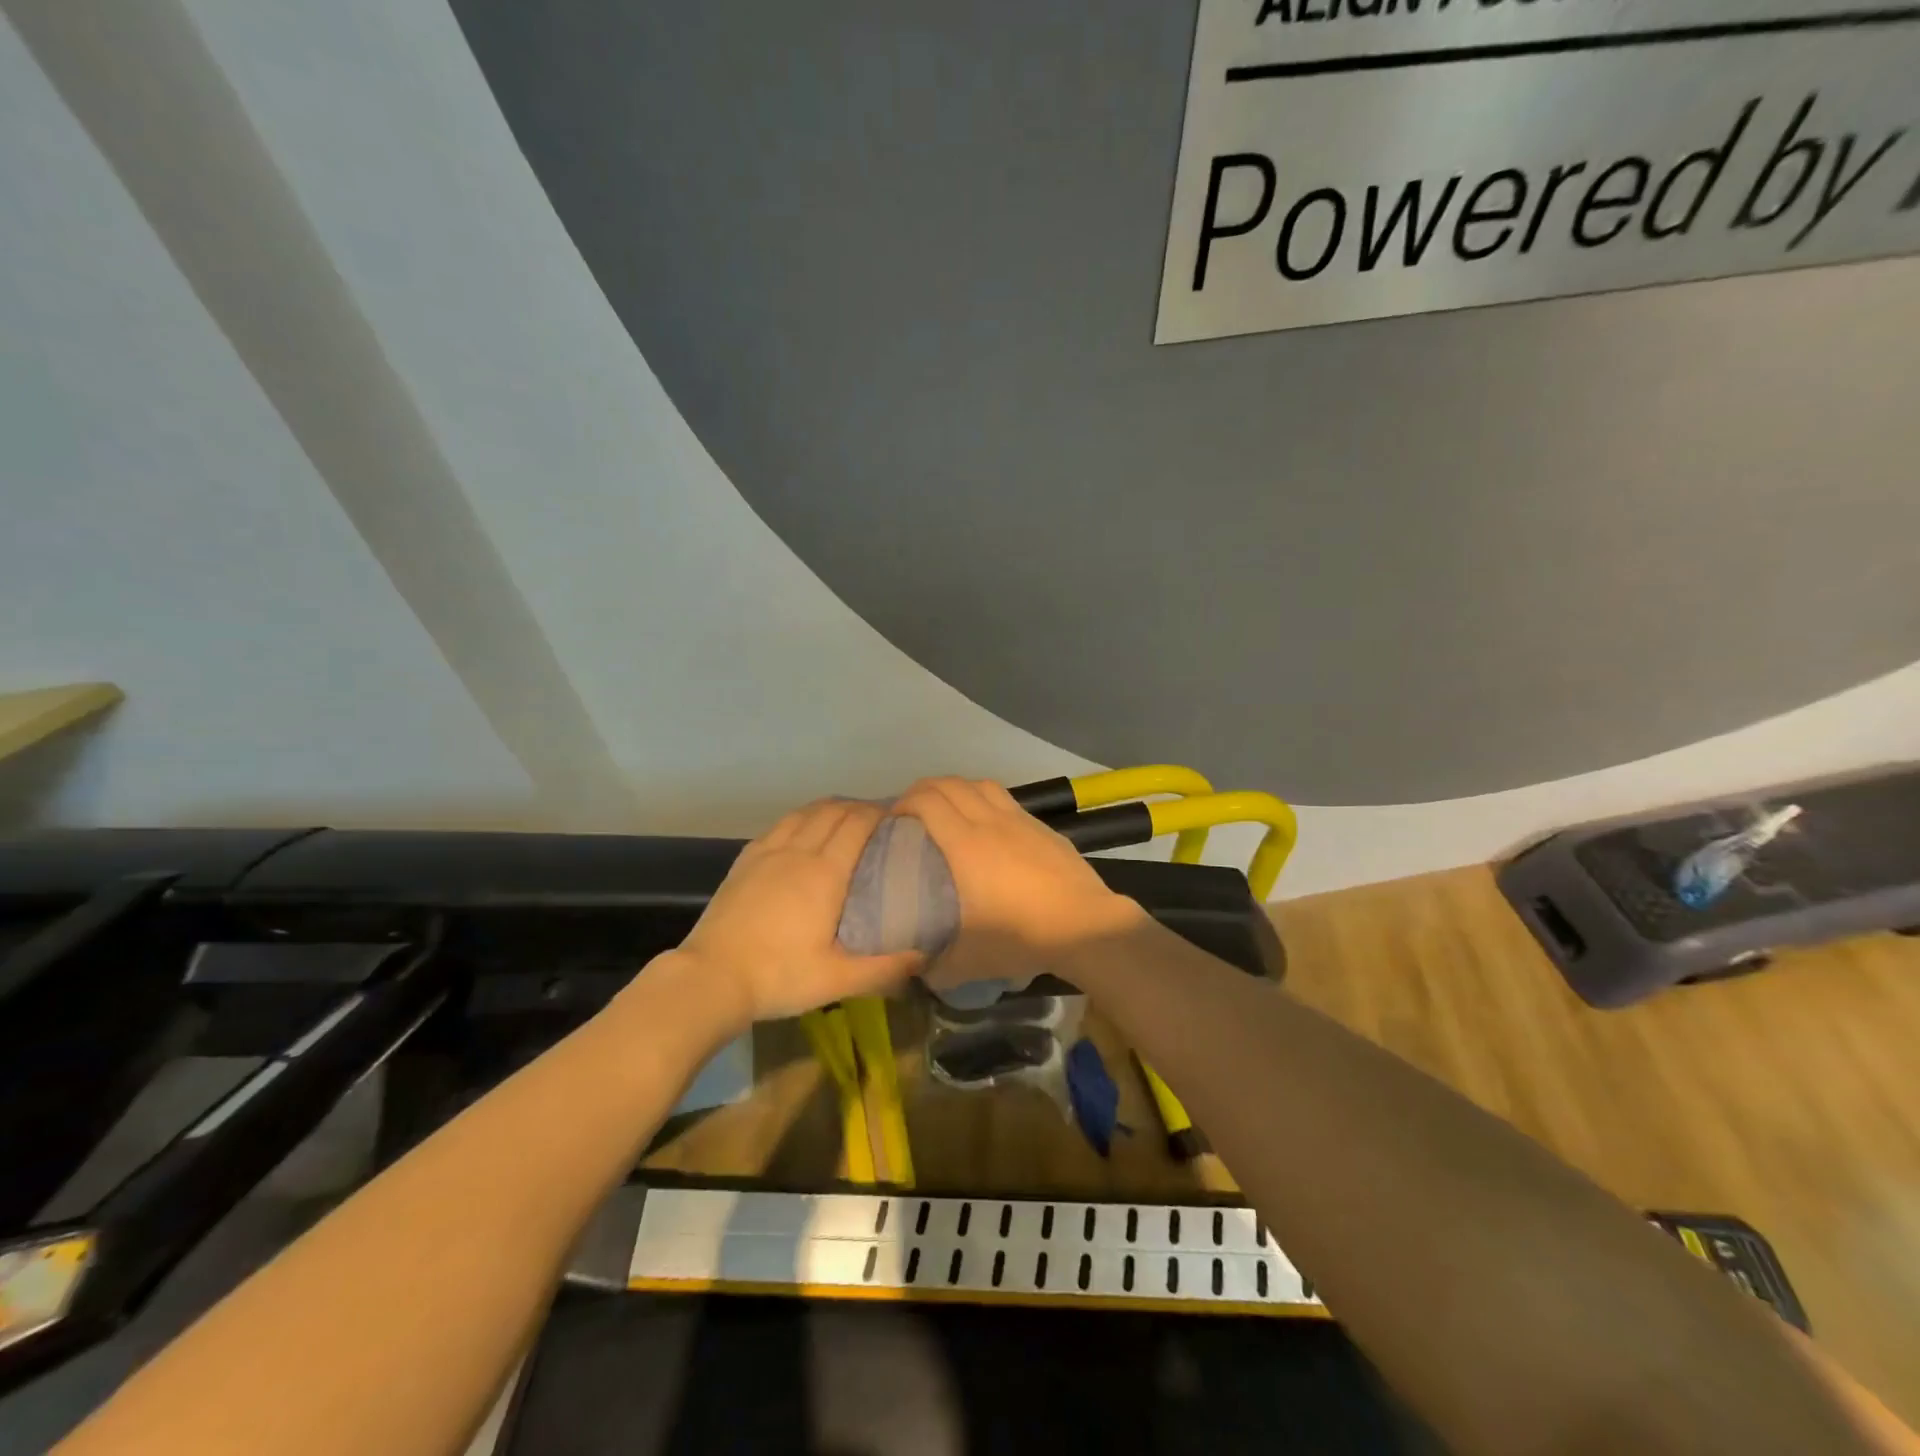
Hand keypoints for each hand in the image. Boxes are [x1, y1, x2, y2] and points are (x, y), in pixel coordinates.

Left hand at [673, 799, 922, 1024]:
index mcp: (825, 872)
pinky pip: (779, 825)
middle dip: (858, 807)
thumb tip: (924, 955)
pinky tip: (801, 830)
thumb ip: (884, 967)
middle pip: (833, 811)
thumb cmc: (780, 976)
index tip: (896, 817)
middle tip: (876, 819)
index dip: (878, 813)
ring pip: (804, 813)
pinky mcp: (745, 860)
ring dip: (828, 808)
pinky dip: (800, 818)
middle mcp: (798, 851)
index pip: (857, 824)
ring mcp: (768, 852)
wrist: (711, 977)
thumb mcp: (837, 980)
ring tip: (843, 817)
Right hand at [893, 778, 1140, 949]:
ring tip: (946, 809)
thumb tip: (916, 971)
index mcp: (965, 845)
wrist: (1085, 925)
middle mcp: (988, 822)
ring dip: (955, 788)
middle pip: (948, 784)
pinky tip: (985, 822)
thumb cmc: (1022, 937)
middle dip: (922, 791)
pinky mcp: (1040, 825)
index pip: (926, 802)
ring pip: (978, 784)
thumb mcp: (969, 962)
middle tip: (910, 814)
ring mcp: (1018, 819)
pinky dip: (983, 799)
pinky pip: (1003, 797)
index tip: (891, 822)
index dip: (902, 803)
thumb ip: (935, 967)